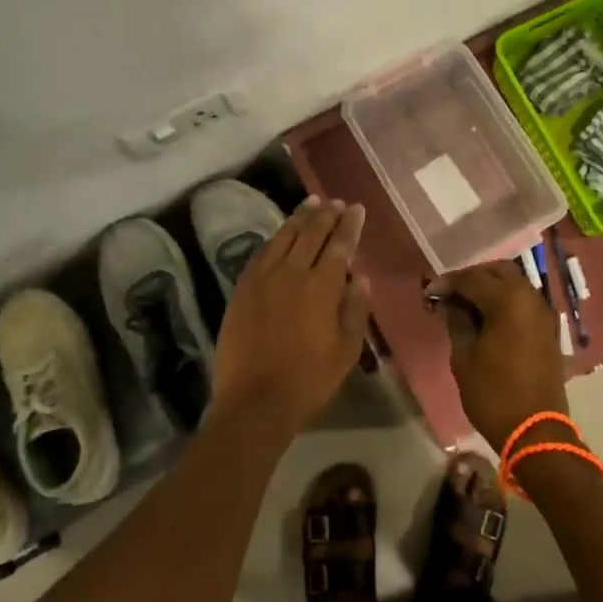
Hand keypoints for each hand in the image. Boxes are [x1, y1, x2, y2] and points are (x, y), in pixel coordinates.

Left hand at [212, 197, 370, 437]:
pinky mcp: (242, 289)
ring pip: (284, 238)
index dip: (350, 225)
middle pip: (311, 234)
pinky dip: (275, 239)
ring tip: (311, 203)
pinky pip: (261, 254)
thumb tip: (360, 277)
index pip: (339, 245)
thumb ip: (355, 309)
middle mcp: (291, 273)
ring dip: (299, 218)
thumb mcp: (346, 350)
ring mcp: (262, 279)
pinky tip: (280, 235)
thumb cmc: (309, 380)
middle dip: (326, 214)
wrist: (255, 401)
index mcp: (321, 287)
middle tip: (336, 201)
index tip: (357, 208)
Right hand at [431, 262, 572, 451]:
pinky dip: (506, 300)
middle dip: (474, 276)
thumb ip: (457, 321)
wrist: (535, 431)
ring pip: (515, 284)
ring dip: (491, 287)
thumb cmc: (493, 394)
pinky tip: (488, 317)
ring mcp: (544, 314)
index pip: (473, 278)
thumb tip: (450, 302)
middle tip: (451, 293)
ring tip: (467, 305)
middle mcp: (531, 299)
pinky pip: (525, 302)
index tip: (430, 292)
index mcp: (509, 301)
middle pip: (500, 271)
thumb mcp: (463, 357)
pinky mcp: (549, 330)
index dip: (449, 282)